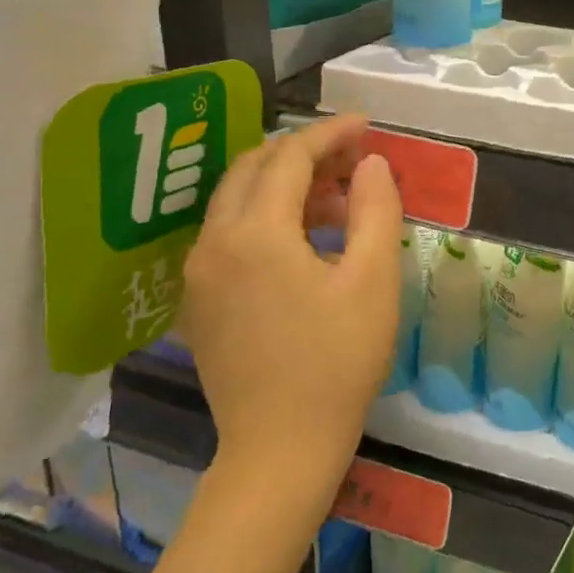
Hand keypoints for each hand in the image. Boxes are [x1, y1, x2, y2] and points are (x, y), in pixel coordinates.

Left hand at [179, 115, 402, 492]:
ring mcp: (198, 273)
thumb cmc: (338, 361)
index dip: (330, 133)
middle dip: (303, 152)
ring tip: (337, 199)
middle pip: (254, 168)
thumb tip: (370, 163)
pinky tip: (304, 240)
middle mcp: (214, 242)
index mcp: (256, 233)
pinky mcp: (198, 300)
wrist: (280, 448)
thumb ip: (375, 209)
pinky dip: (266, 217)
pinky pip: (229, 234)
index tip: (366, 125)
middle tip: (352, 158)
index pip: (290, 156)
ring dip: (284, 184)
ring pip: (237, 200)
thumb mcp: (374, 280)